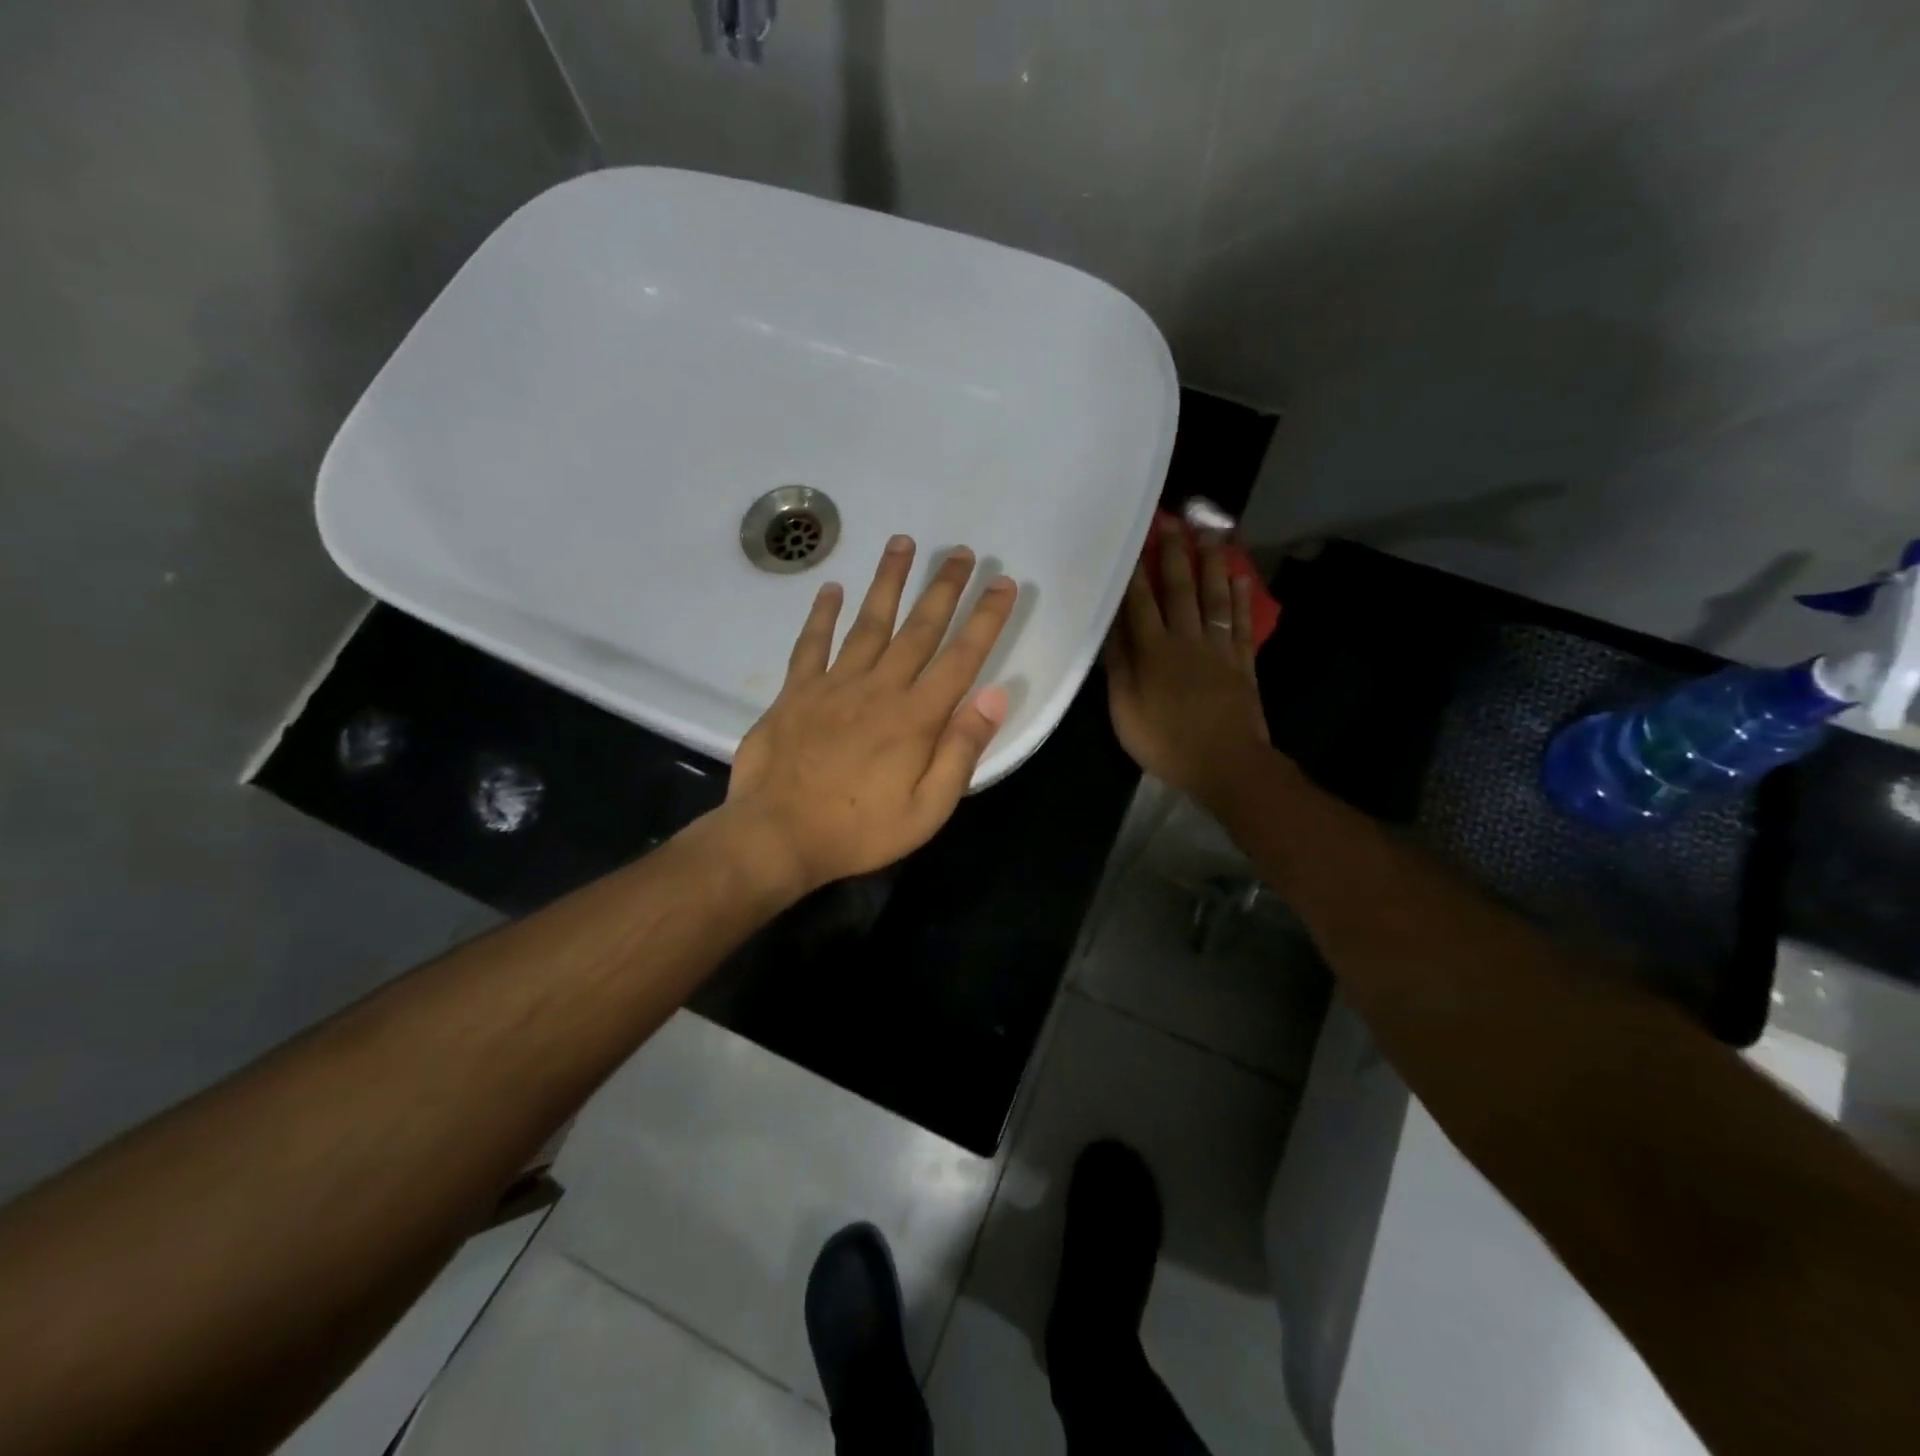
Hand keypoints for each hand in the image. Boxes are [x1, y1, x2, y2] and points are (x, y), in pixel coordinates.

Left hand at [723, 536, 1016, 893]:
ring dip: (888, 582)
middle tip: (961, 551)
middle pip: (919, 628)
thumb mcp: (927, 809)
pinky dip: (822, 615)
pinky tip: (832, 589)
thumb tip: (994, 697)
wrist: (776, 836)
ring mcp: (834, 685)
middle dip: (944, 587)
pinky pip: (812, 644)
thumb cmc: (858, 831)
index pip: (961, 658)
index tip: (1003, 583)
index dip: (986, 619)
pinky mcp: (796, 692)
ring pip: (868, 622)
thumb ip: (961, 751)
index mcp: (916, 718)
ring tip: (902, 543)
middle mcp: (879, 688)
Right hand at [1104, 519, 1270, 802]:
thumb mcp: (1125, 711)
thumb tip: (1111, 630)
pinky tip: (1240, 577)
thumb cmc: (1166, 742)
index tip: (1132, 540)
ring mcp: (1218, 649)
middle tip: (1172, 521)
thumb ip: (1118, 668)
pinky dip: (1240, 598)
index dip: (1135, 572)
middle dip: (1174, 554)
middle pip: (1180, 590)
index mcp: (1153, 652)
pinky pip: (1240, 622)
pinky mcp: (1242, 662)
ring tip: (1210, 535)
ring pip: (1214, 598)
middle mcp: (1186, 641)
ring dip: (1211, 564)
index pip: (1140, 603)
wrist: (1225, 764)